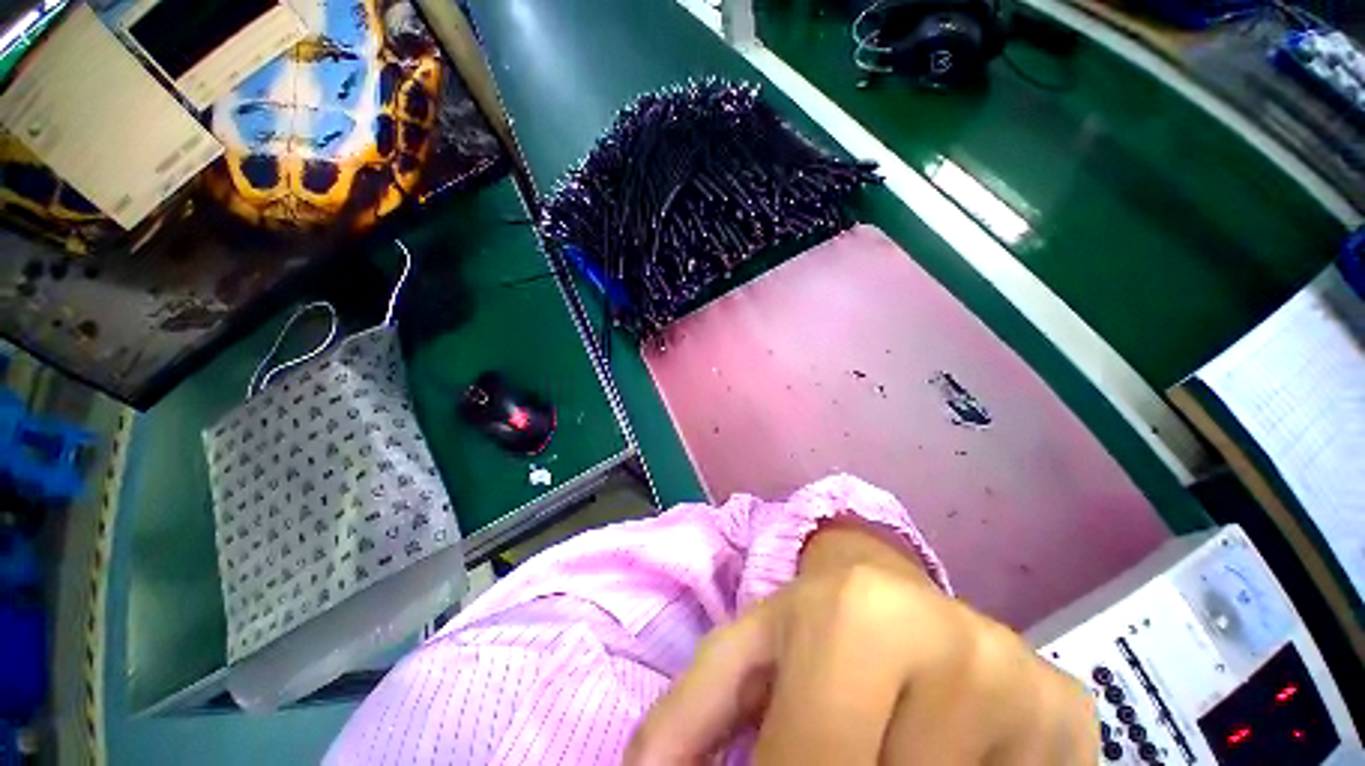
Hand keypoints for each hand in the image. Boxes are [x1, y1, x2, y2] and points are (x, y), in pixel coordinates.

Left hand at [626, 518, 1098, 764]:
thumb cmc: (809, 620)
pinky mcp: (1074, 727)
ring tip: (875, 741)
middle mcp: (961, 653)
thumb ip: (687, 718)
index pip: (812, 765)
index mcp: (863, 620)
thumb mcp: (743, 655)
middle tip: (829, 744)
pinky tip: (929, 754)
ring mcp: (1030, 694)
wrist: (889, 584)